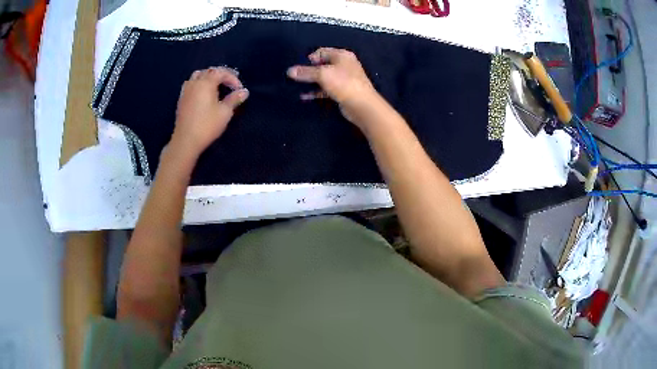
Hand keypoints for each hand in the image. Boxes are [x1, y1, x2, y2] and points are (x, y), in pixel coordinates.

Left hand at [170, 67, 248, 159]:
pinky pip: (191, 84)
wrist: (186, 140)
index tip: (239, 89)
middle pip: (208, 71)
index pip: (221, 72)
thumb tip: (244, 92)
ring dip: (208, 77)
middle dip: (220, 75)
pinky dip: (199, 83)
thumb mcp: (225, 112)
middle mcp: (195, 83)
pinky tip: (203, 94)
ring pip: (197, 76)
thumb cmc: (207, 125)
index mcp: (206, 83)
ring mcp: (186, 91)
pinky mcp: (181, 99)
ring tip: (215, 86)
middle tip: (229, 84)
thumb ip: (234, 99)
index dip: (232, 78)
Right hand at [287, 48, 379, 126]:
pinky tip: (305, 96)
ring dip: (312, 82)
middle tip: (297, 77)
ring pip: (324, 77)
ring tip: (297, 86)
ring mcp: (344, 78)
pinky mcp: (342, 91)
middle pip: (322, 64)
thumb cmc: (343, 83)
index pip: (322, 51)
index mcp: (342, 55)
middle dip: (309, 70)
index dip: (310, 58)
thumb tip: (289, 71)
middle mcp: (344, 64)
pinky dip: (316, 91)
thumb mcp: (322, 74)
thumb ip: (306, 72)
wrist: (362, 105)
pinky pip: (326, 89)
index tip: (300, 67)